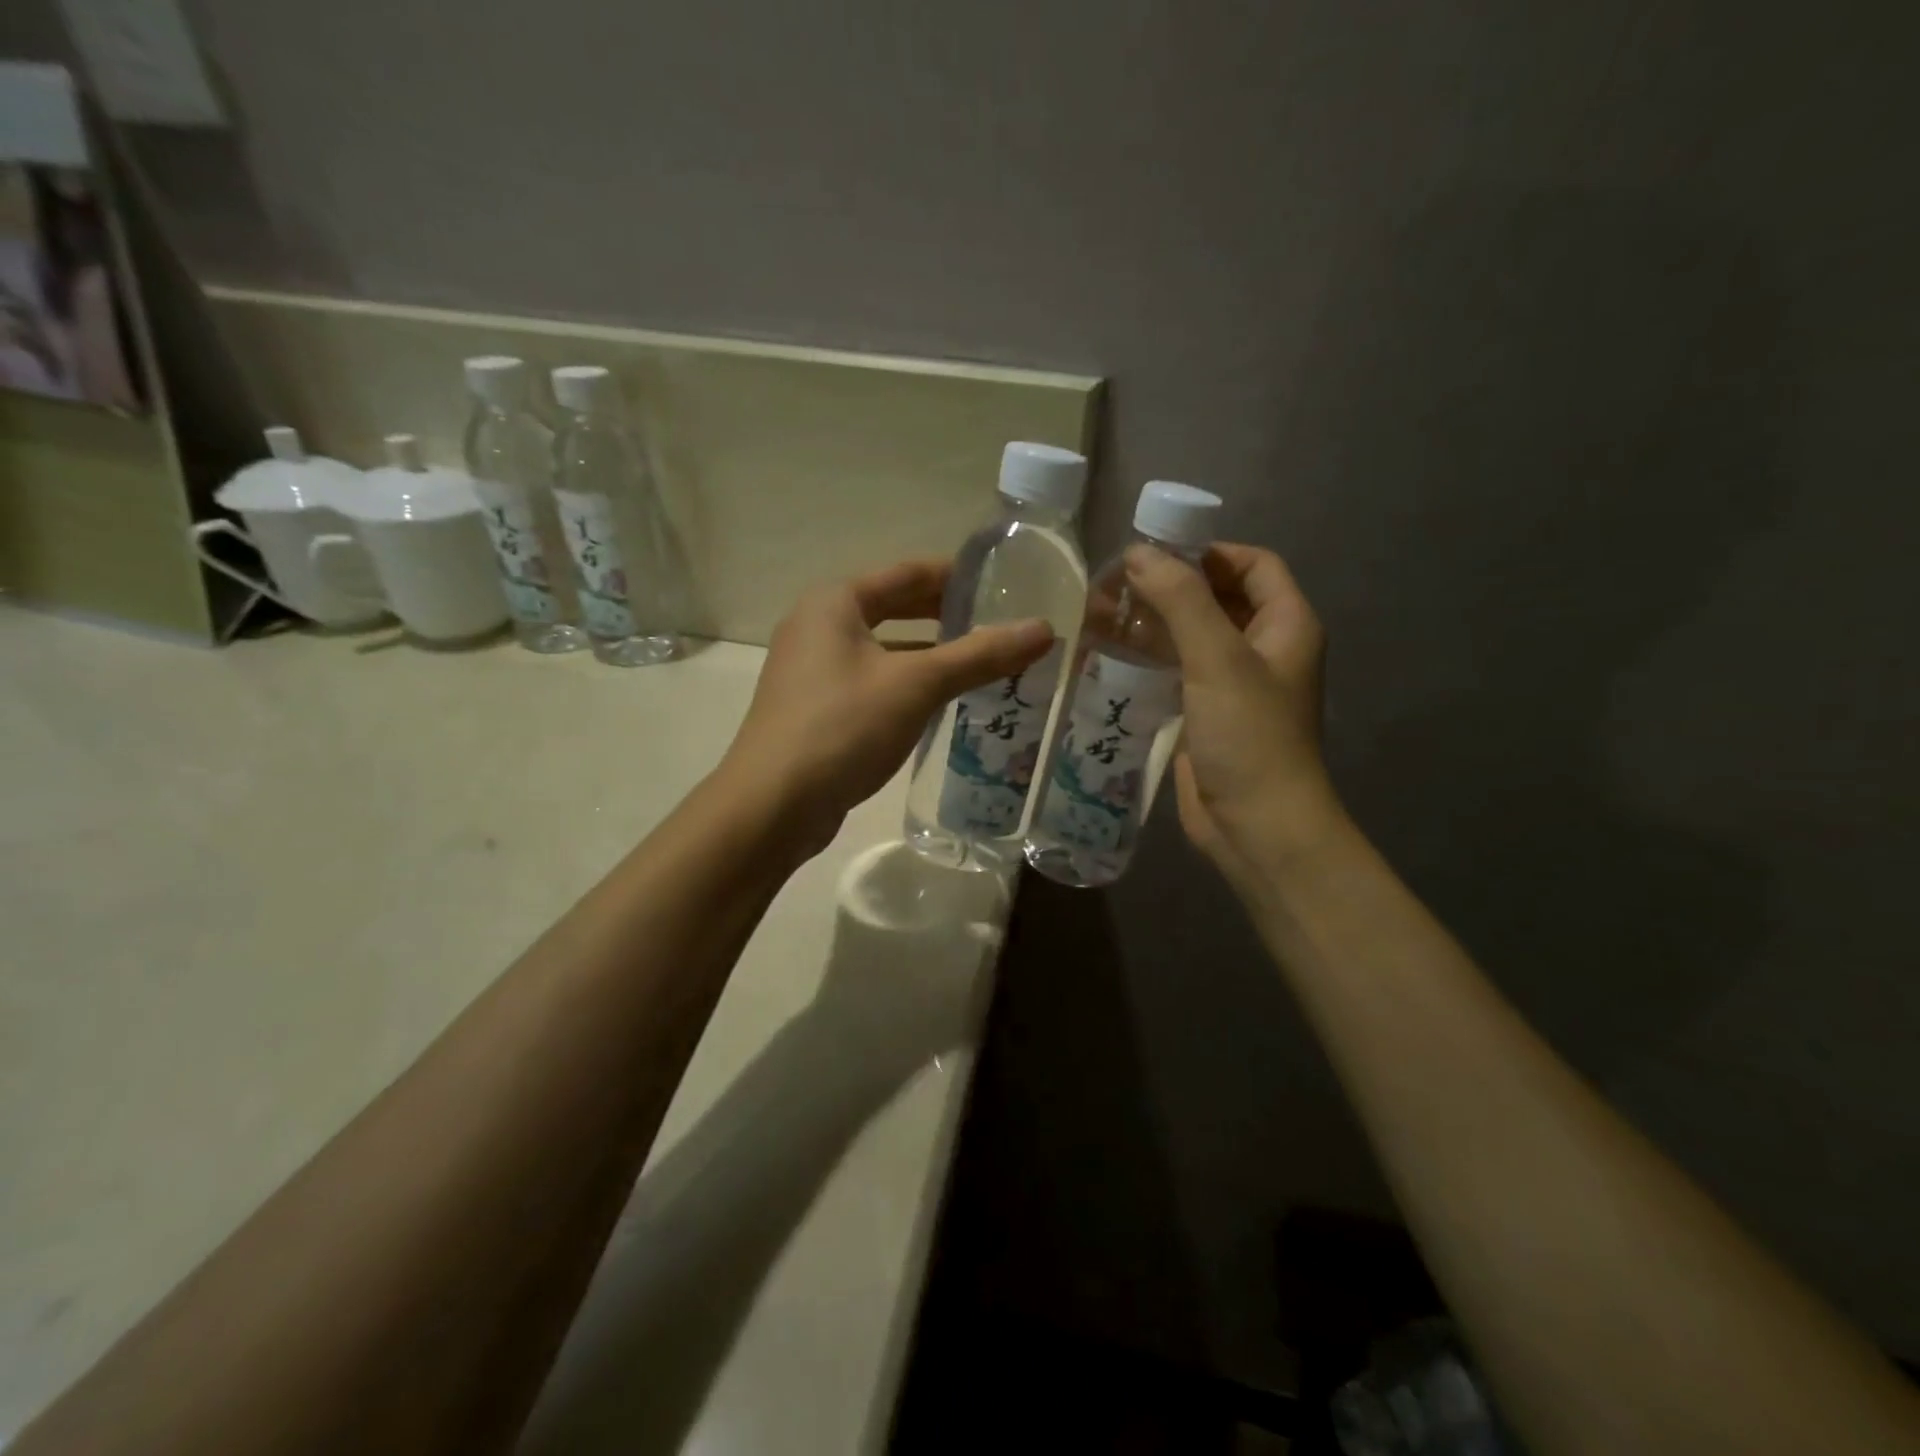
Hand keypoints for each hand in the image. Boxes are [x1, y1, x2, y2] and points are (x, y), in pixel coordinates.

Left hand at [721, 558, 1053, 852]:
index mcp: (835, 602)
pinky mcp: (816, 710)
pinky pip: (873, 683)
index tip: (1004, 585)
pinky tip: (941, 705)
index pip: (908, 573)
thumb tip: (1044, 629)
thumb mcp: (916, 685)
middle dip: (946, 617)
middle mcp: (818, 626)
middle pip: (894, 609)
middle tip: (999, 626)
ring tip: (982, 665)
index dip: (957, 576)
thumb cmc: (842, 727)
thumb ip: (979, 655)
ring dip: (930, 656)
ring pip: (884, 651)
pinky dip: (908, 686)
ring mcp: (812, 671)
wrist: (772, 805)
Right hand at [1123, 543, 1342, 884]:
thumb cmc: (1249, 736)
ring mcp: (1233, 684)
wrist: (1255, 826)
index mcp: (1285, 625)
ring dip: (1151, 624)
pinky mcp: (1205, 714)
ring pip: (1191, 636)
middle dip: (1168, 587)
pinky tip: (1108, 657)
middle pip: (1216, 598)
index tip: (1153, 555)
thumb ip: (1180, 600)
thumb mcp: (1218, 658)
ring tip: (1100, 617)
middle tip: (1113, 586)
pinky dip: (1146, 660)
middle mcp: (1263, 648)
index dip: (1207, 552)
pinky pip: (1175, 672)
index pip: (1252, 564)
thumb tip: (1137, 553)